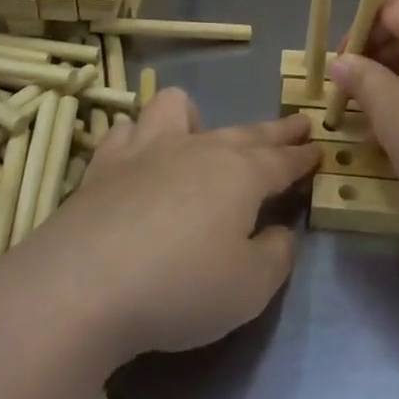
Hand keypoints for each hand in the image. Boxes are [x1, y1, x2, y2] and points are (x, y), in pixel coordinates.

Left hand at [14, 89, 317, 365]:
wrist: (80, 289)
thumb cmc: (179, 288)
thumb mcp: (250, 287)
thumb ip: (276, 255)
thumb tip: (278, 231)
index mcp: (240, 174)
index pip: (282, 160)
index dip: (302, 157)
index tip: (318, 149)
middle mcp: (197, 149)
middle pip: (245, 132)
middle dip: (275, 131)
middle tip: (296, 125)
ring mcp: (146, 151)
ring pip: (177, 108)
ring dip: (196, 117)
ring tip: (199, 136)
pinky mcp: (103, 167)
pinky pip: (127, 131)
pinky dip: (139, 138)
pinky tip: (139, 158)